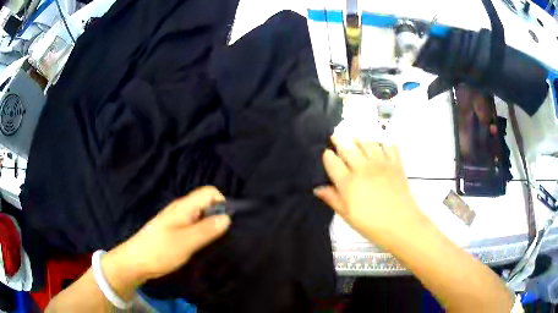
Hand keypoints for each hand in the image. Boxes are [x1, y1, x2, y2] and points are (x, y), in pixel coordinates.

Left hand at [103, 186, 230, 288]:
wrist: (136, 262)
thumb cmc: (159, 250)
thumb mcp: (186, 242)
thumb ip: (207, 229)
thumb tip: (227, 218)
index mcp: (183, 207)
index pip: (209, 192)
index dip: (222, 203)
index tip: (228, 223)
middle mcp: (181, 210)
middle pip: (206, 204)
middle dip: (217, 217)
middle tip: (221, 238)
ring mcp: (177, 221)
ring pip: (201, 217)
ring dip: (210, 227)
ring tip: (212, 244)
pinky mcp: (174, 231)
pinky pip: (194, 227)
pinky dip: (201, 234)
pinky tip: (201, 247)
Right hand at [314, 138, 422, 241]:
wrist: (401, 224)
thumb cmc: (371, 224)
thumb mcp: (347, 215)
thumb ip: (332, 199)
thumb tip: (317, 188)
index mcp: (348, 182)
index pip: (333, 162)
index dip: (327, 155)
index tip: (326, 152)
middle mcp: (363, 168)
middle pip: (348, 148)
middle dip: (339, 140)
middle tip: (335, 136)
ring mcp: (381, 163)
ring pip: (367, 143)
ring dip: (359, 138)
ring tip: (355, 136)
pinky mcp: (395, 163)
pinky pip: (389, 146)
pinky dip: (383, 141)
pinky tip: (380, 142)